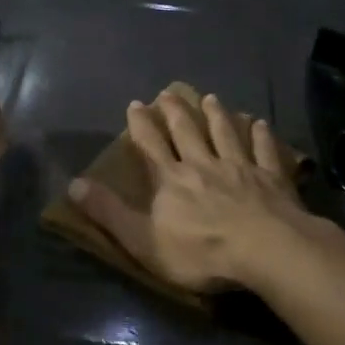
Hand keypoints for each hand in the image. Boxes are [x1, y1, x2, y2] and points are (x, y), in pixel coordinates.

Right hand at [68, 90, 316, 292]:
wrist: (264, 249)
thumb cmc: (200, 251)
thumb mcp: (142, 240)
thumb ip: (110, 212)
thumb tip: (73, 185)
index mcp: (172, 179)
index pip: (151, 146)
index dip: (141, 125)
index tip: (135, 104)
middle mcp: (205, 164)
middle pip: (188, 132)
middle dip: (176, 112)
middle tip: (169, 93)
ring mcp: (241, 168)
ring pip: (225, 134)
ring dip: (216, 115)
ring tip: (211, 98)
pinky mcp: (272, 178)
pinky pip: (265, 150)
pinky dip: (261, 135)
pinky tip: (259, 123)